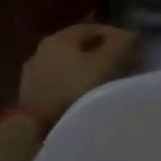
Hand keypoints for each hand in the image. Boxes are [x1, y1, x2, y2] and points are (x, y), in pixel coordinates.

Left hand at [17, 23, 139, 128]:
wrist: (37, 133)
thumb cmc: (75, 89)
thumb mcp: (107, 62)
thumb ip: (121, 44)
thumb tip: (132, 34)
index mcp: (58, 38)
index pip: (92, 28)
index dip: (115, 35)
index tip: (132, 47)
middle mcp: (41, 51)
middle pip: (78, 47)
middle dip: (101, 53)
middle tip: (122, 64)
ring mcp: (31, 77)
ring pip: (67, 67)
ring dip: (86, 72)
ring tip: (106, 83)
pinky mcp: (28, 100)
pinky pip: (58, 86)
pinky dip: (73, 87)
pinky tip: (86, 99)